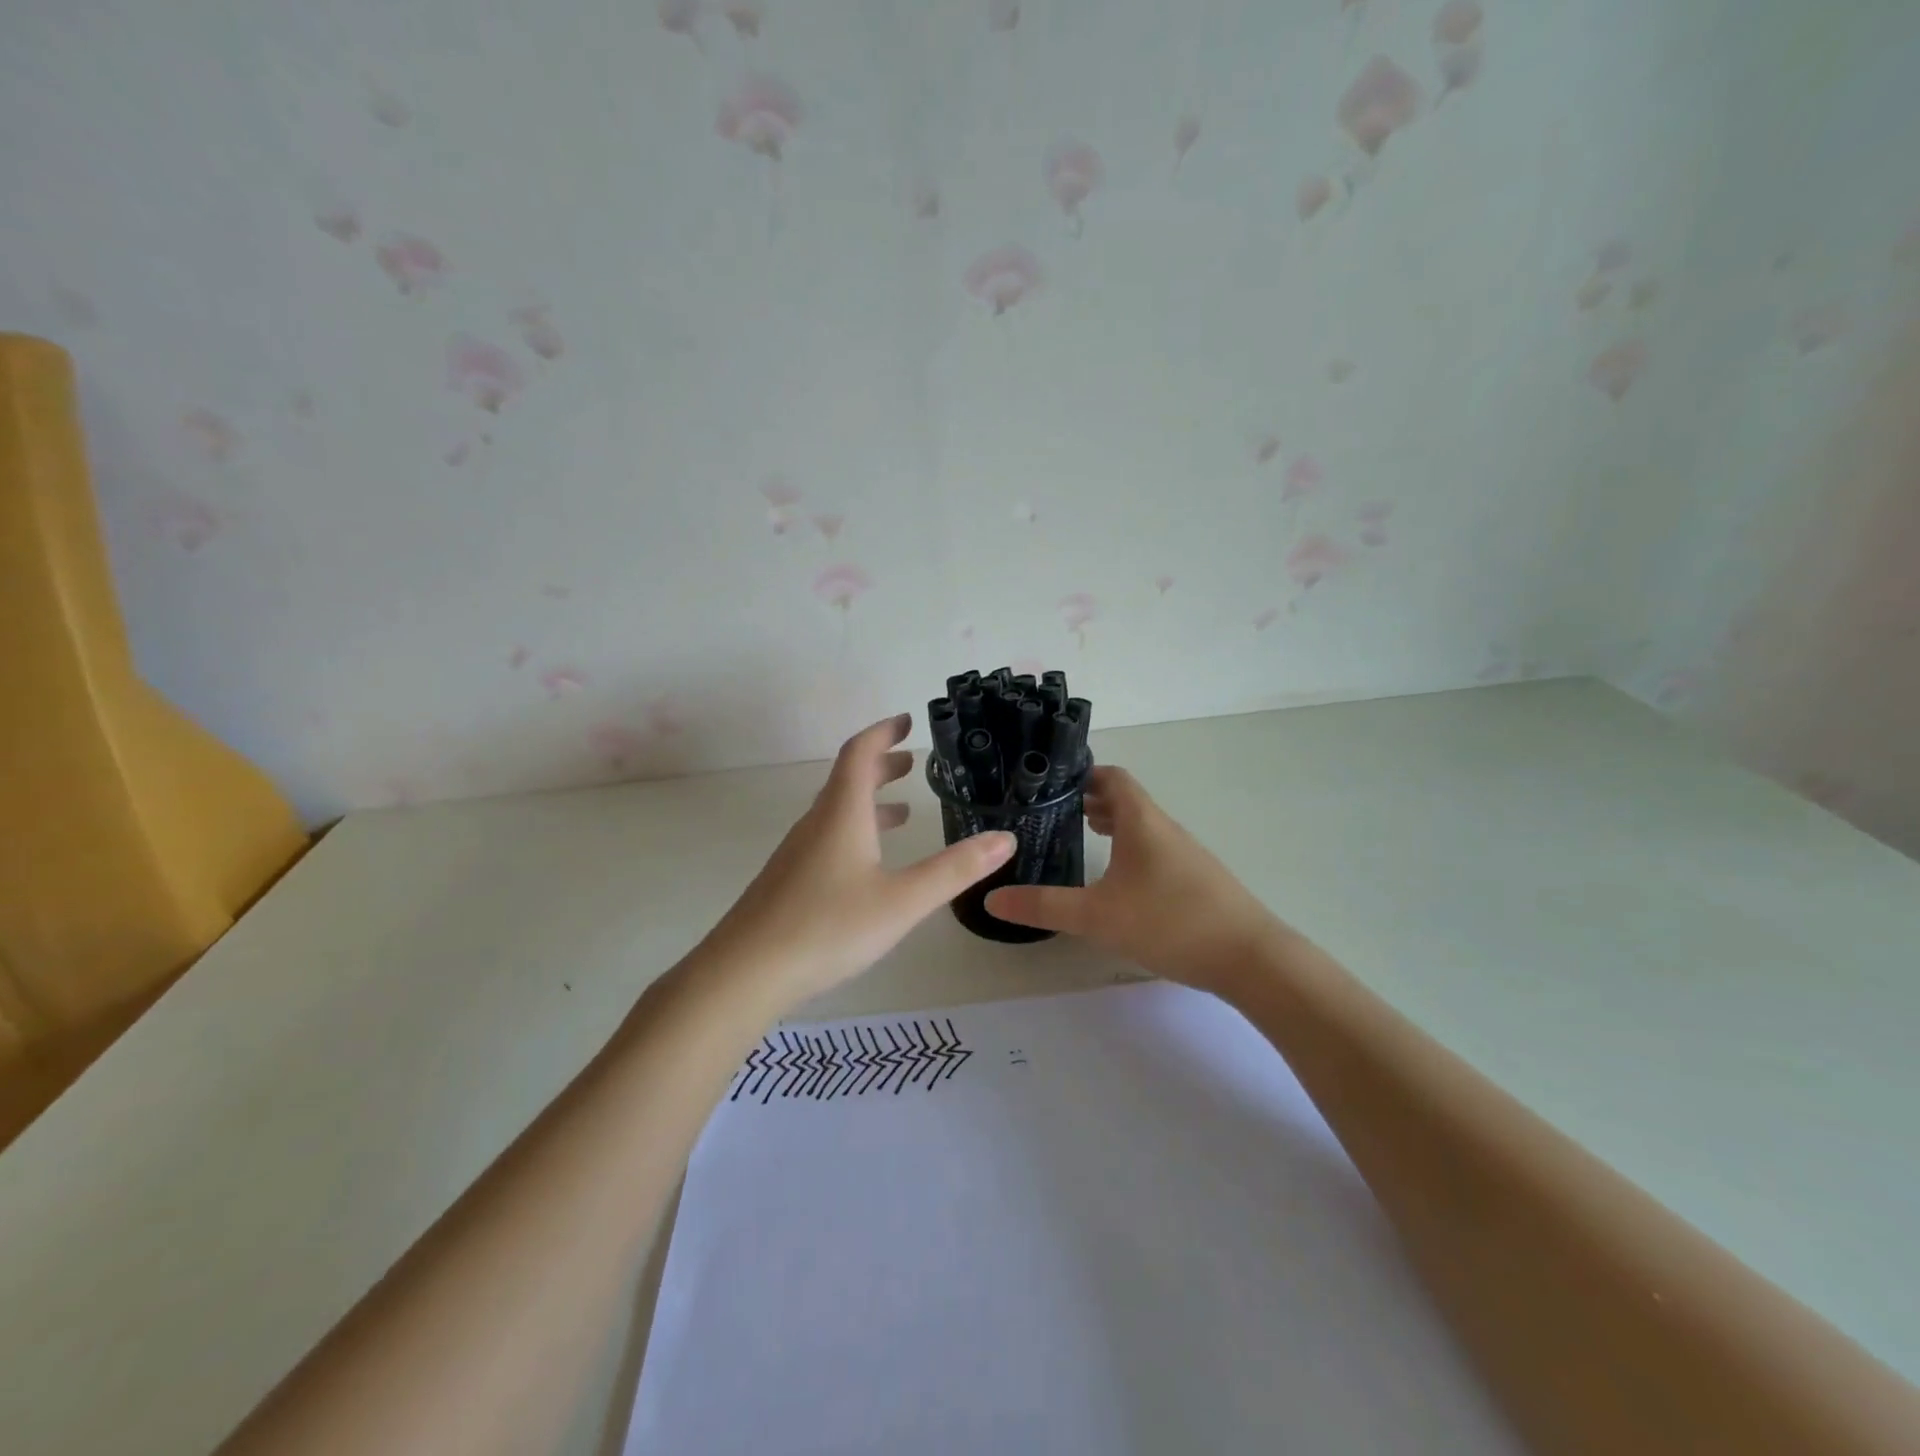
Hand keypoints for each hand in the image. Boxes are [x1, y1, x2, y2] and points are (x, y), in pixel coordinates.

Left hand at [700, 713, 1014, 1006]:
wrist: (745, 973)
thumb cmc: (828, 927)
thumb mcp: (902, 901)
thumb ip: (954, 870)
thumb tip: (1005, 839)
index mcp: (841, 814)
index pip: (859, 754)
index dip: (882, 732)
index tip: (906, 721)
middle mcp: (816, 824)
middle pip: (846, 779)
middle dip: (880, 765)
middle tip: (911, 761)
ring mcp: (798, 853)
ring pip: (836, 811)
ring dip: (869, 801)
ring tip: (902, 810)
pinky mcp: (789, 881)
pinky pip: (827, 838)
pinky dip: (855, 831)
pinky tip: (868, 864)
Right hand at [985, 766, 1284, 990]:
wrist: (1251, 959)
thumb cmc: (1170, 922)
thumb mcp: (1097, 916)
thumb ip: (1043, 906)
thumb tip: (992, 898)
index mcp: (1142, 821)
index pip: (1112, 776)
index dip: (1082, 773)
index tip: (1049, 781)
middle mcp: (1164, 828)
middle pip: (1125, 800)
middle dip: (1089, 800)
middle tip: (1052, 811)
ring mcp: (1184, 854)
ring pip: (1141, 826)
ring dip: (1111, 825)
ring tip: (1079, 836)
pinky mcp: (1195, 880)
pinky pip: (1154, 850)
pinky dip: (1129, 850)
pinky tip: (1117, 881)